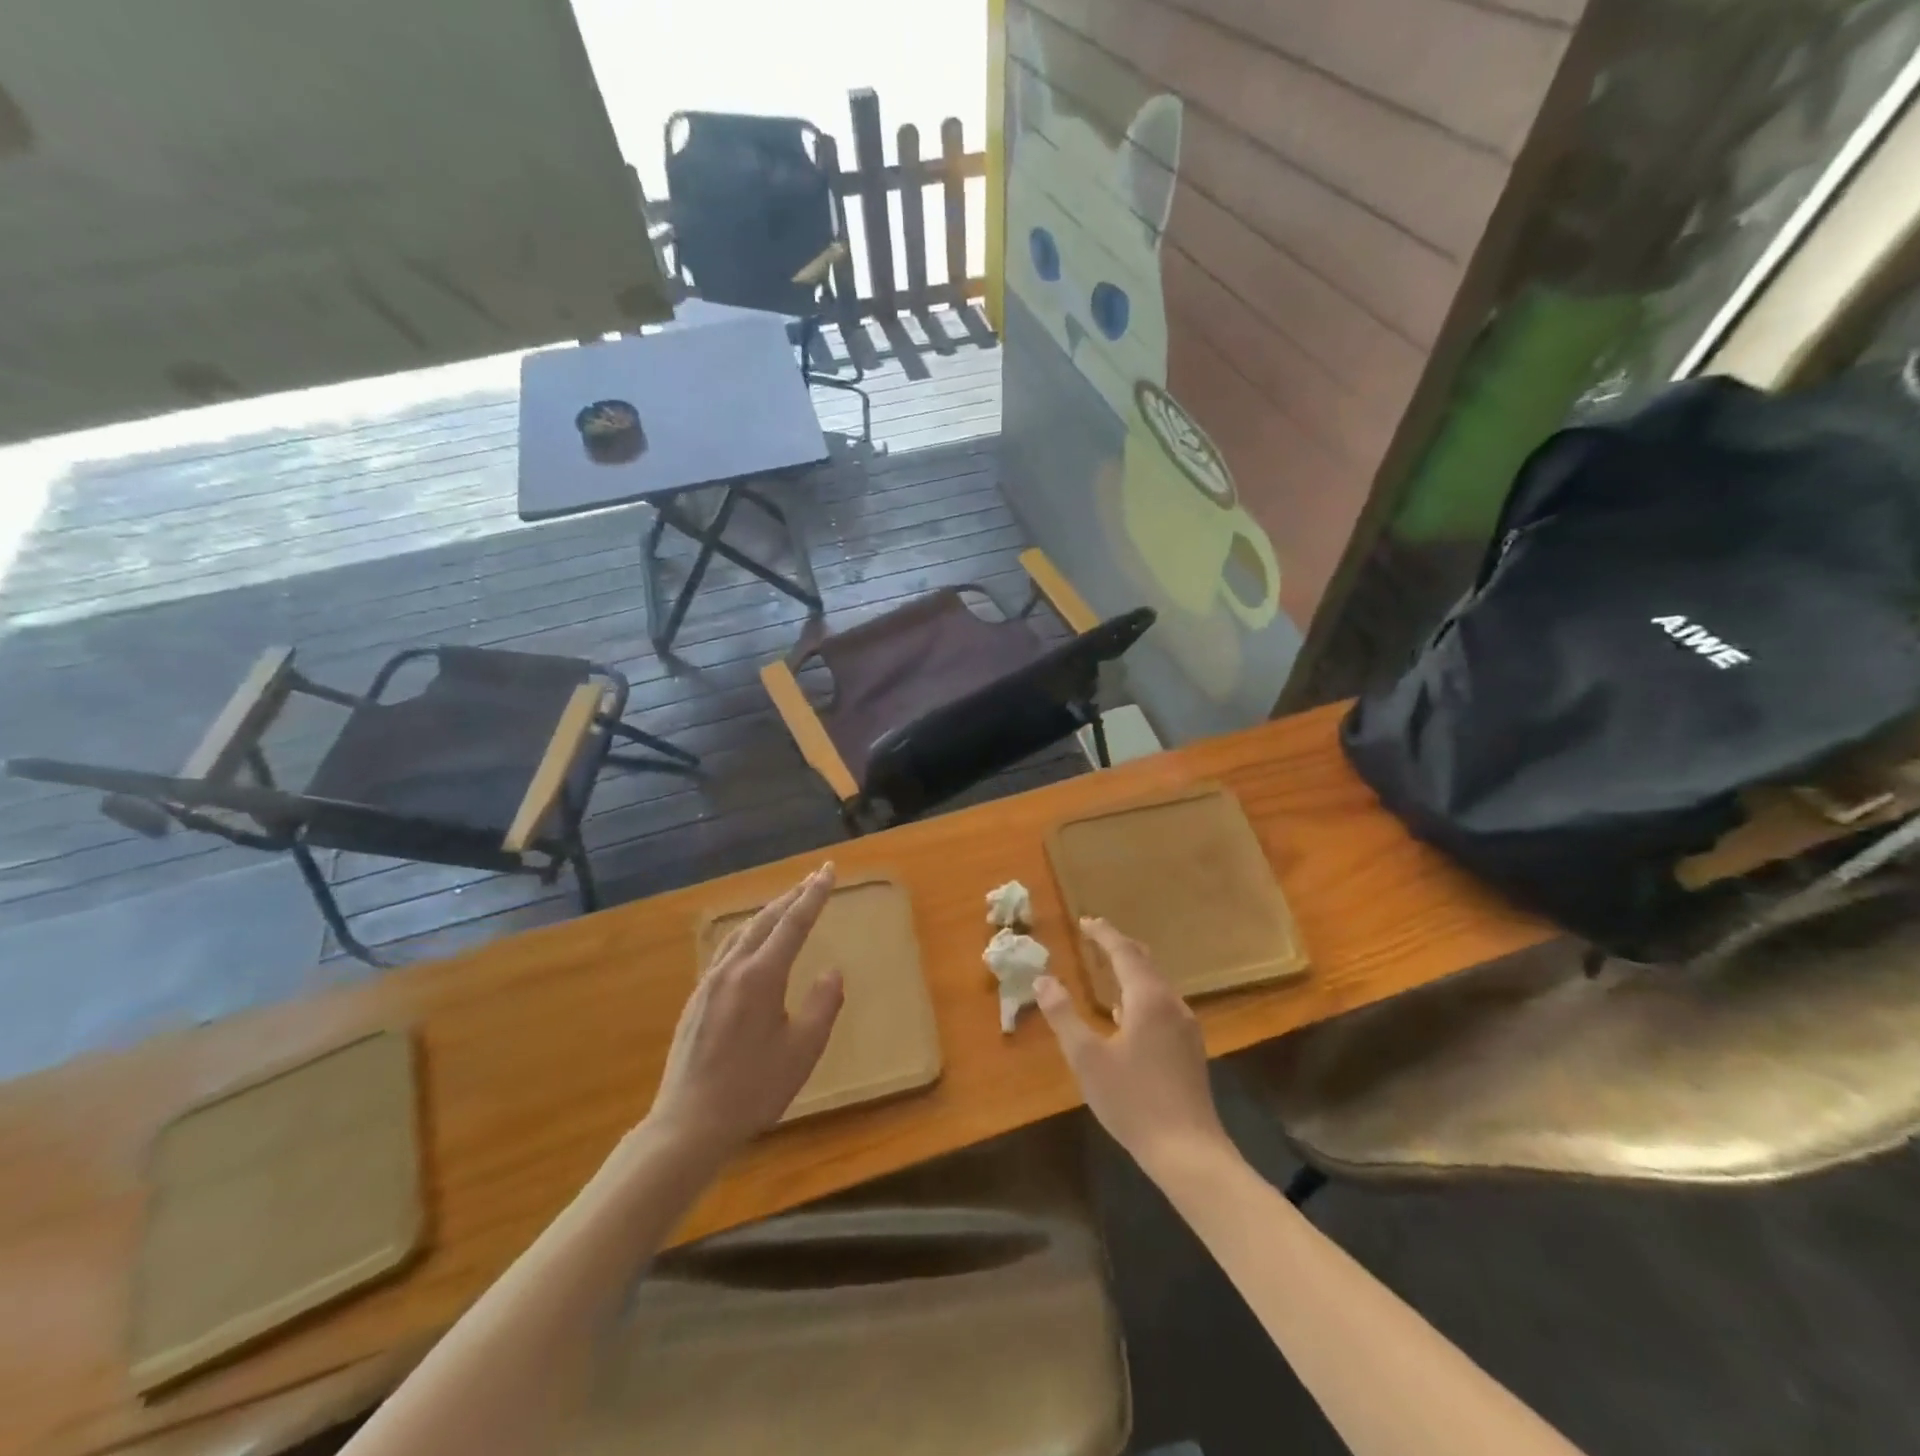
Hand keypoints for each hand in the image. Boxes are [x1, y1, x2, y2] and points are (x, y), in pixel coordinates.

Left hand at [643, 863, 843, 1157]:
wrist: (689, 1123)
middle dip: (792, 896)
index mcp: (761, 976)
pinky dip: (748, 933)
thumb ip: (822, 1005)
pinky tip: (751, 944)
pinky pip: (727, 950)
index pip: (794, 923)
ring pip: (742, 932)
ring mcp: (710, 983)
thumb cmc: (753, 1088)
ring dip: (768, 913)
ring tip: (786, 903)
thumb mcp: (803, 1050)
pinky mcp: (697, 1000)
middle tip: (814, 878)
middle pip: (766, 920)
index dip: (814, 895)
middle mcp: (733, 969)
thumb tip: (832, 971)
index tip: (829, 870)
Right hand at [1035, 918, 1231, 1181]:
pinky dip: (1141, 993)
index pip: (1124, 952)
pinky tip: (1127, 1013)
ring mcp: (1186, 1027)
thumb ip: (1063, 1015)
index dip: (1103, 934)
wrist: (1188, 1151)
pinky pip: (1162, 1004)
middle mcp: (1172, 1004)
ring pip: (1156, 984)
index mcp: (1148, 998)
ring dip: (1131, 971)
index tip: (1085, 921)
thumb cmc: (1132, 1100)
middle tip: (1094, 938)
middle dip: (1119, 947)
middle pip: (1144, 963)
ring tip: (1107, 969)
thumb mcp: (1087, 1058)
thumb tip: (1042, 980)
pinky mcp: (1190, 1048)